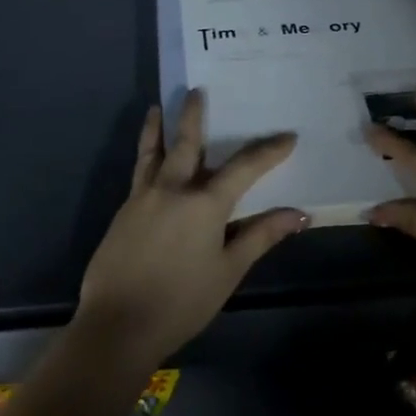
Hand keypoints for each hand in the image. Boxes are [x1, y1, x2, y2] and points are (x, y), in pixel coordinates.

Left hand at [77, 90, 306, 362]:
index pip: (243, 168)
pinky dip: (145, 156)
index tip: (287, 137)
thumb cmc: (182, 302)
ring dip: (158, 128)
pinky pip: (138, 173)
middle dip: (194, 116)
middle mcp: (171, 190)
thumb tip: (298, 215)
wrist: (118, 325)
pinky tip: (148, 160)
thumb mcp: (228, 271)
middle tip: (197, 90)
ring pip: (152, 153)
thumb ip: (260, 236)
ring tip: (157, 108)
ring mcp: (142, 198)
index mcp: (204, 204)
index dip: (268, 152)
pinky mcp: (123, 213)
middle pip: (186, 143)